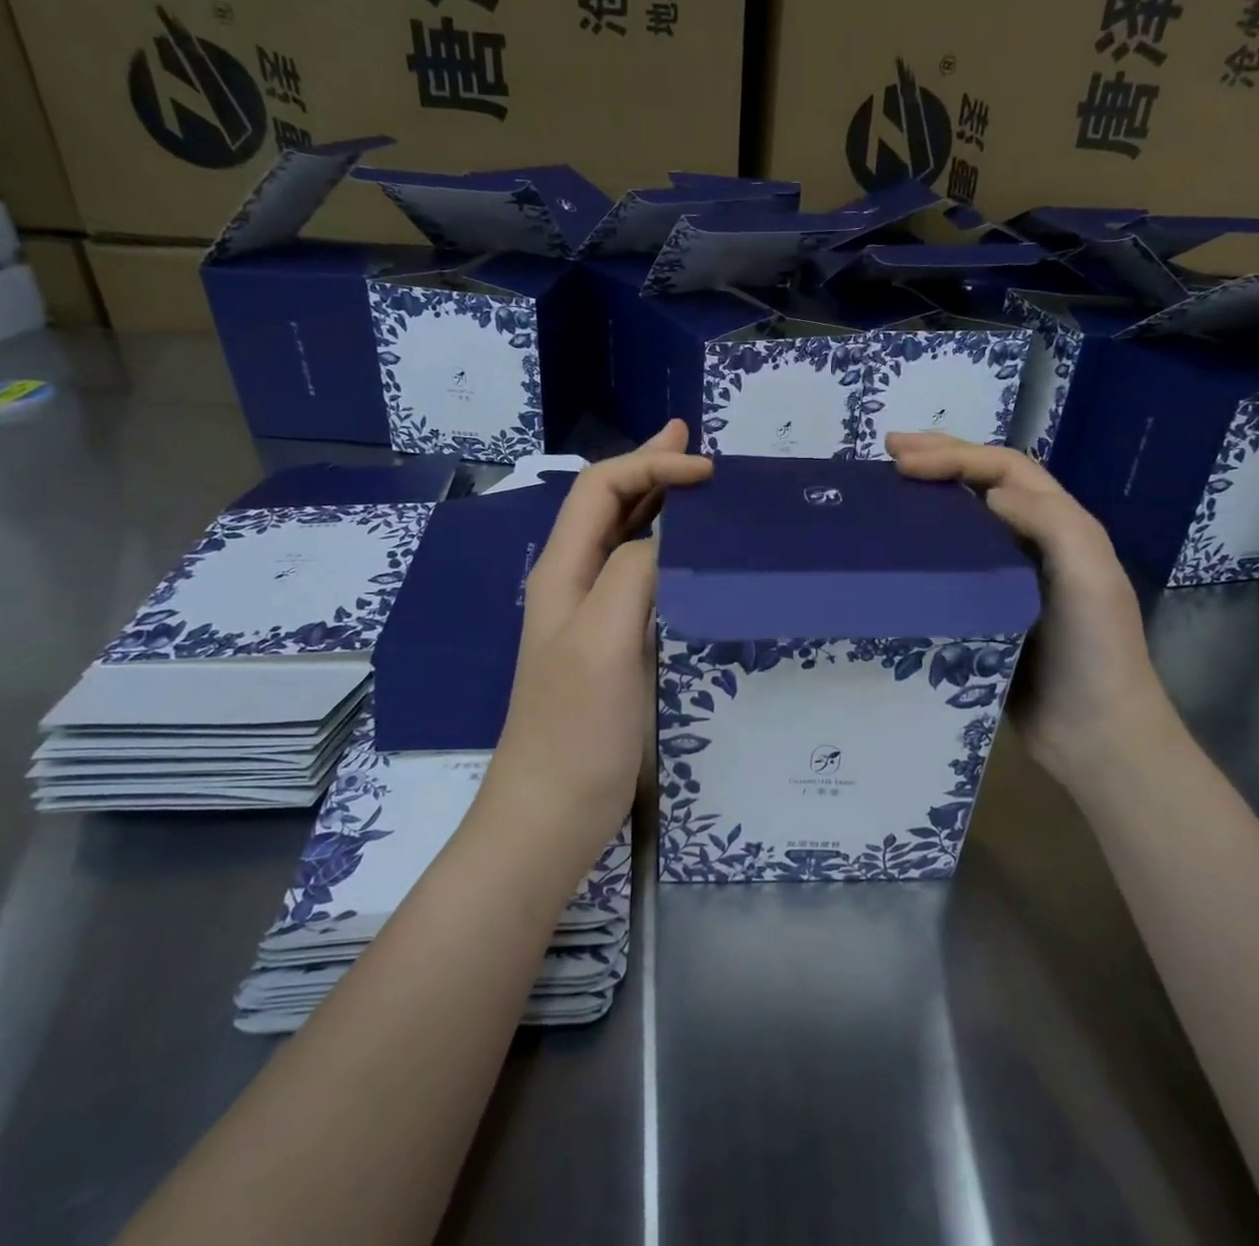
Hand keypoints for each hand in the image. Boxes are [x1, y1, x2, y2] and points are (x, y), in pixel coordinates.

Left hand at [485, 421, 712, 864]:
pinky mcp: (613, 646)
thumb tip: (671, 536)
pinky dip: (668, 550)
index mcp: (563, 572)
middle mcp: (574, 583)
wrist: (552, 814)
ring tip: (696, 483)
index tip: (706, 470)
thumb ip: (634, 573)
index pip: (600, 489)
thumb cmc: (576, 728)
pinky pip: (641, 579)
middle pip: (608, 505)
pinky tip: (691, 555)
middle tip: (693, 443)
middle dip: (649, 468)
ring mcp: (592, 616)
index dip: (649, 464)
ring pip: (625, 539)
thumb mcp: (605, 640)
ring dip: (658, 504)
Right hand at [886, 432, 1178, 783]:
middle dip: (939, 459)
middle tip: (888, 450)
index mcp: (1059, 525)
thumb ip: (1050, 523)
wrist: (1095, 736)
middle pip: (983, 484)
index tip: (903, 460)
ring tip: (887, 488)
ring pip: (963, 522)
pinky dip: (924, 549)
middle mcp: (1032, 542)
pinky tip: (896, 552)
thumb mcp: (1090, 577)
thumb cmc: (1096, 652)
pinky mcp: (984, 612)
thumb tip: (990, 493)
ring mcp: (1006, 578)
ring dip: (929, 497)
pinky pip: (950, 568)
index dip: (955, 456)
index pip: (1004, 469)